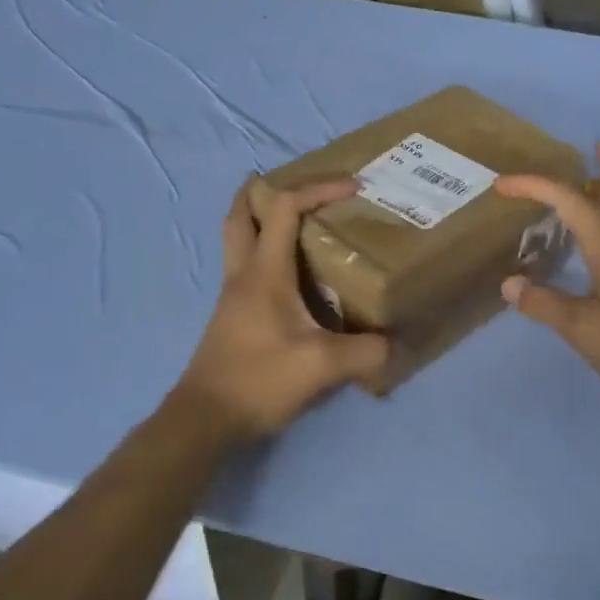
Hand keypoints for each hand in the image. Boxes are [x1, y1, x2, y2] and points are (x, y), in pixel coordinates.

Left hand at [174, 179, 390, 441]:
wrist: (205, 419)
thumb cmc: (258, 380)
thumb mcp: (320, 366)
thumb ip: (364, 351)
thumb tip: (394, 345)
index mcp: (264, 272)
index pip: (285, 209)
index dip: (318, 188)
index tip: (354, 187)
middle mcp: (244, 275)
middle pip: (240, 216)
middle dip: (259, 191)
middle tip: (286, 180)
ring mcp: (234, 297)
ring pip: (239, 241)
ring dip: (260, 221)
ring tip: (295, 222)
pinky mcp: (234, 319)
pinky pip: (247, 269)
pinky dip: (266, 253)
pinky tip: (292, 276)